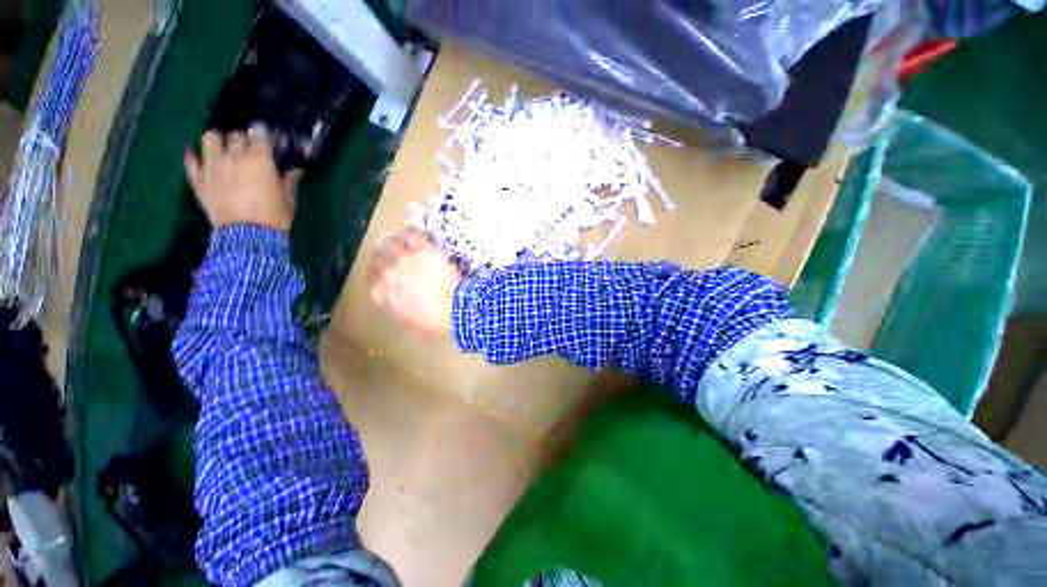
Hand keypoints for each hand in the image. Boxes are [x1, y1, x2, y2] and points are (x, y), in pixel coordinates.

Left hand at [183, 127, 300, 230]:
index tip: (266, 139)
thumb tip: (295, 170)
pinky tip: (198, 157)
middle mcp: (234, 157)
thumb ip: (289, 181)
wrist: (249, 236)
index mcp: (260, 160)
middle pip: (235, 135)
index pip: (259, 135)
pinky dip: (194, 156)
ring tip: (222, 150)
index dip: (263, 135)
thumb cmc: (274, 217)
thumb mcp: (288, 198)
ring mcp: (213, 166)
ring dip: (217, 141)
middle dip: (242, 140)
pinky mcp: (198, 179)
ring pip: (209, 138)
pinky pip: (190, 160)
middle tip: (247, 149)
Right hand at [370, 229, 460, 335]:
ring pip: (390, 242)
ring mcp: (402, 258)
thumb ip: (395, 306)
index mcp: (379, 293)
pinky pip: (412, 234)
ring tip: (407, 244)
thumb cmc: (432, 321)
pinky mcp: (421, 248)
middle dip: (387, 256)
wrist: (452, 308)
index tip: (393, 273)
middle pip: (379, 257)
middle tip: (400, 257)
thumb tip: (396, 301)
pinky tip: (420, 237)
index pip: (374, 277)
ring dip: (397, 243)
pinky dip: (414, 234)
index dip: (383, 274)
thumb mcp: (407, 321)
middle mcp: (385, 272)